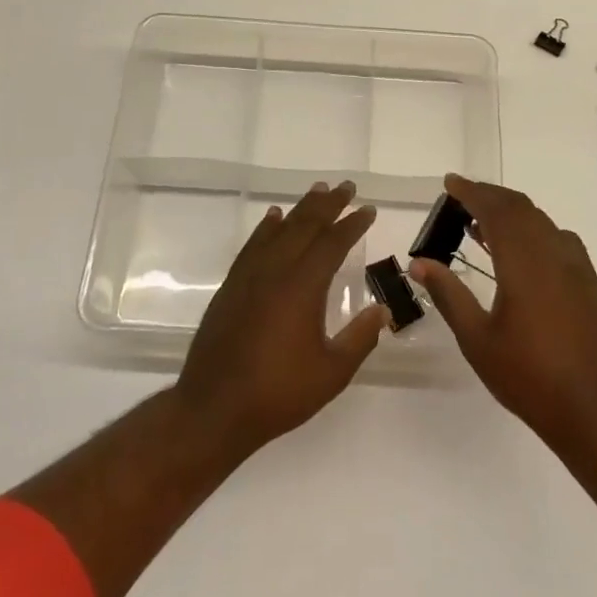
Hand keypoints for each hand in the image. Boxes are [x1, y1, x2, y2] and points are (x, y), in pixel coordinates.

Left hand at [173, 181, 385, 459]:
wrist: (214, 409)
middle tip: (346, 186)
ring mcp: (249, 276)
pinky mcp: (231, 287)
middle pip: (305, 226)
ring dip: (300, 209)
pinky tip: (273, 218)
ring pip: (278, 230)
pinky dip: (266, 228)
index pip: (332, 243)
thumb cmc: (279, 393)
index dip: (352, 224)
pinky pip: (253, 245)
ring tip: (316, 192)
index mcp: (303, 287)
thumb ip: (360, 338)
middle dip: (328, 204)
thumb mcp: (332, 372)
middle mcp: (275, 271)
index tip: (368, 209)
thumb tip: (382, 310)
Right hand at [409, 174, 596, 452]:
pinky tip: (520, 253)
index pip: (496, 210)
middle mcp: (553, 253)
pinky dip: (533, 231)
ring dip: (512, 213)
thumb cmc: (528, 376)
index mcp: (523, 262)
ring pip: (541, 221)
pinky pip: (558, 238)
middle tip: (461, 199)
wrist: (594, 409)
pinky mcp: (589, 282)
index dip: (472, 191)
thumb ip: (448, 295)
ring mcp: (576, 266)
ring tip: (482, 225)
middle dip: (490, 196)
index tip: (450, 182)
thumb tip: (419, 262)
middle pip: (520, 208)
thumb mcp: (477, 339)